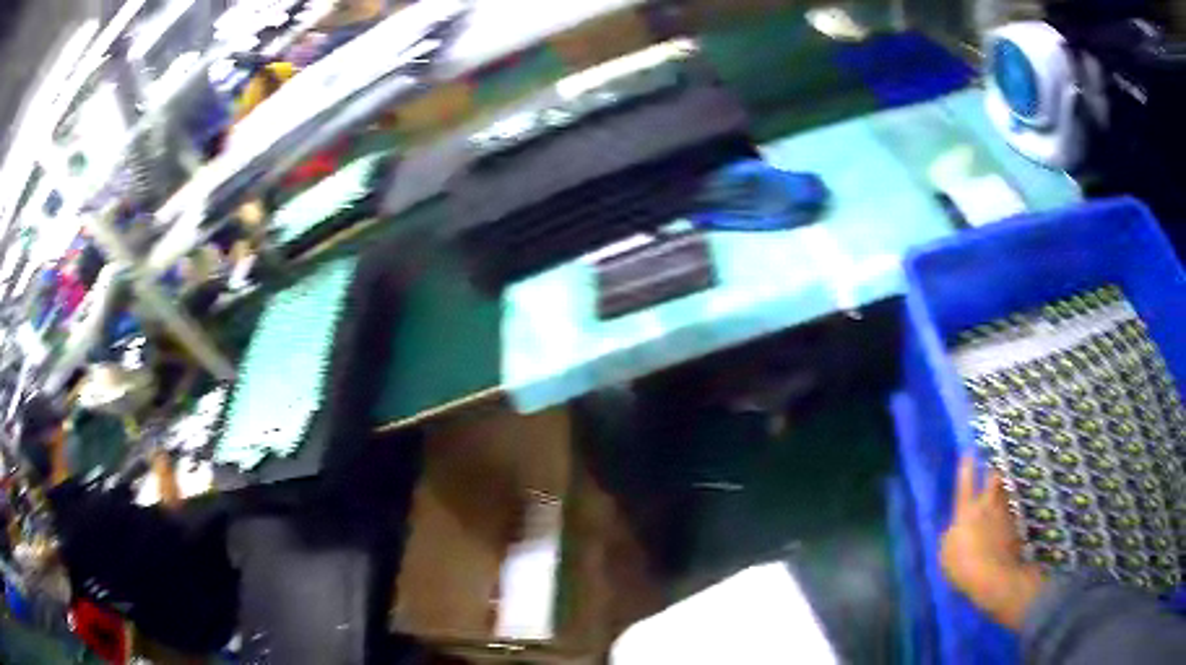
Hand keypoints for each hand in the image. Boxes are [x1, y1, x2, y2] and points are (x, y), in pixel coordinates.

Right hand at [940, 454, 1045, 629]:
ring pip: (1004, 494)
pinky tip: (1001, 525)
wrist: (996, 576)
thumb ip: (951, 535)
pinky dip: (1005, 516)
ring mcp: (1004, 515)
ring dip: (999, 494)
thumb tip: (956, 528)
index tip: (968, 451)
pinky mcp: (1014, 528)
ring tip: (996, 499)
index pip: (966, 481)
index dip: (966, 466)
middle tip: (989, 474)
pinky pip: (1008, 515)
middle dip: (991, 474)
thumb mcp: (946, 552)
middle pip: (993, 479)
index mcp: (967, 509)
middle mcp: (987, 505)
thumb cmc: (964, 564)